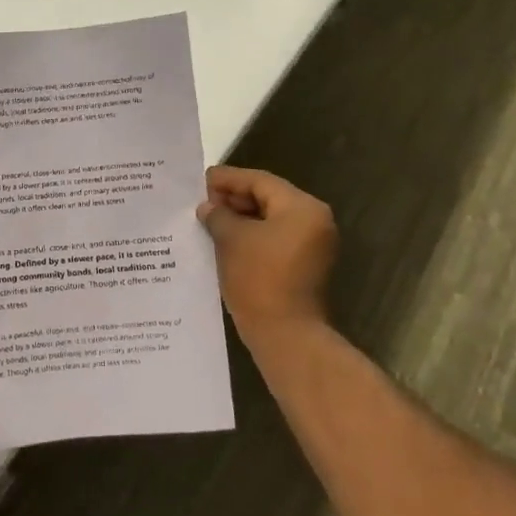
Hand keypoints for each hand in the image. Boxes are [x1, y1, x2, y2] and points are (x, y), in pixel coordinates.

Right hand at [196, 166, 337, 344]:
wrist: (286, 335)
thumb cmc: (259, 279)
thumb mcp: (232, 240)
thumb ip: (218, 216)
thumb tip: (208, 208)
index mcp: (302, 208)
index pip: (260, 181)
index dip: (228, 179)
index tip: (201, 180)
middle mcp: (314, 221)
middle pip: (268, 198)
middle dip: (234, 199)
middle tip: (202, 201)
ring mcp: (312, 246)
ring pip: (270, 220)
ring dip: (240, 218)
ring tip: (208, 220)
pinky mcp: (304, 266)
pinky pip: (274, 239)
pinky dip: (251, 236)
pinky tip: (224, 240)